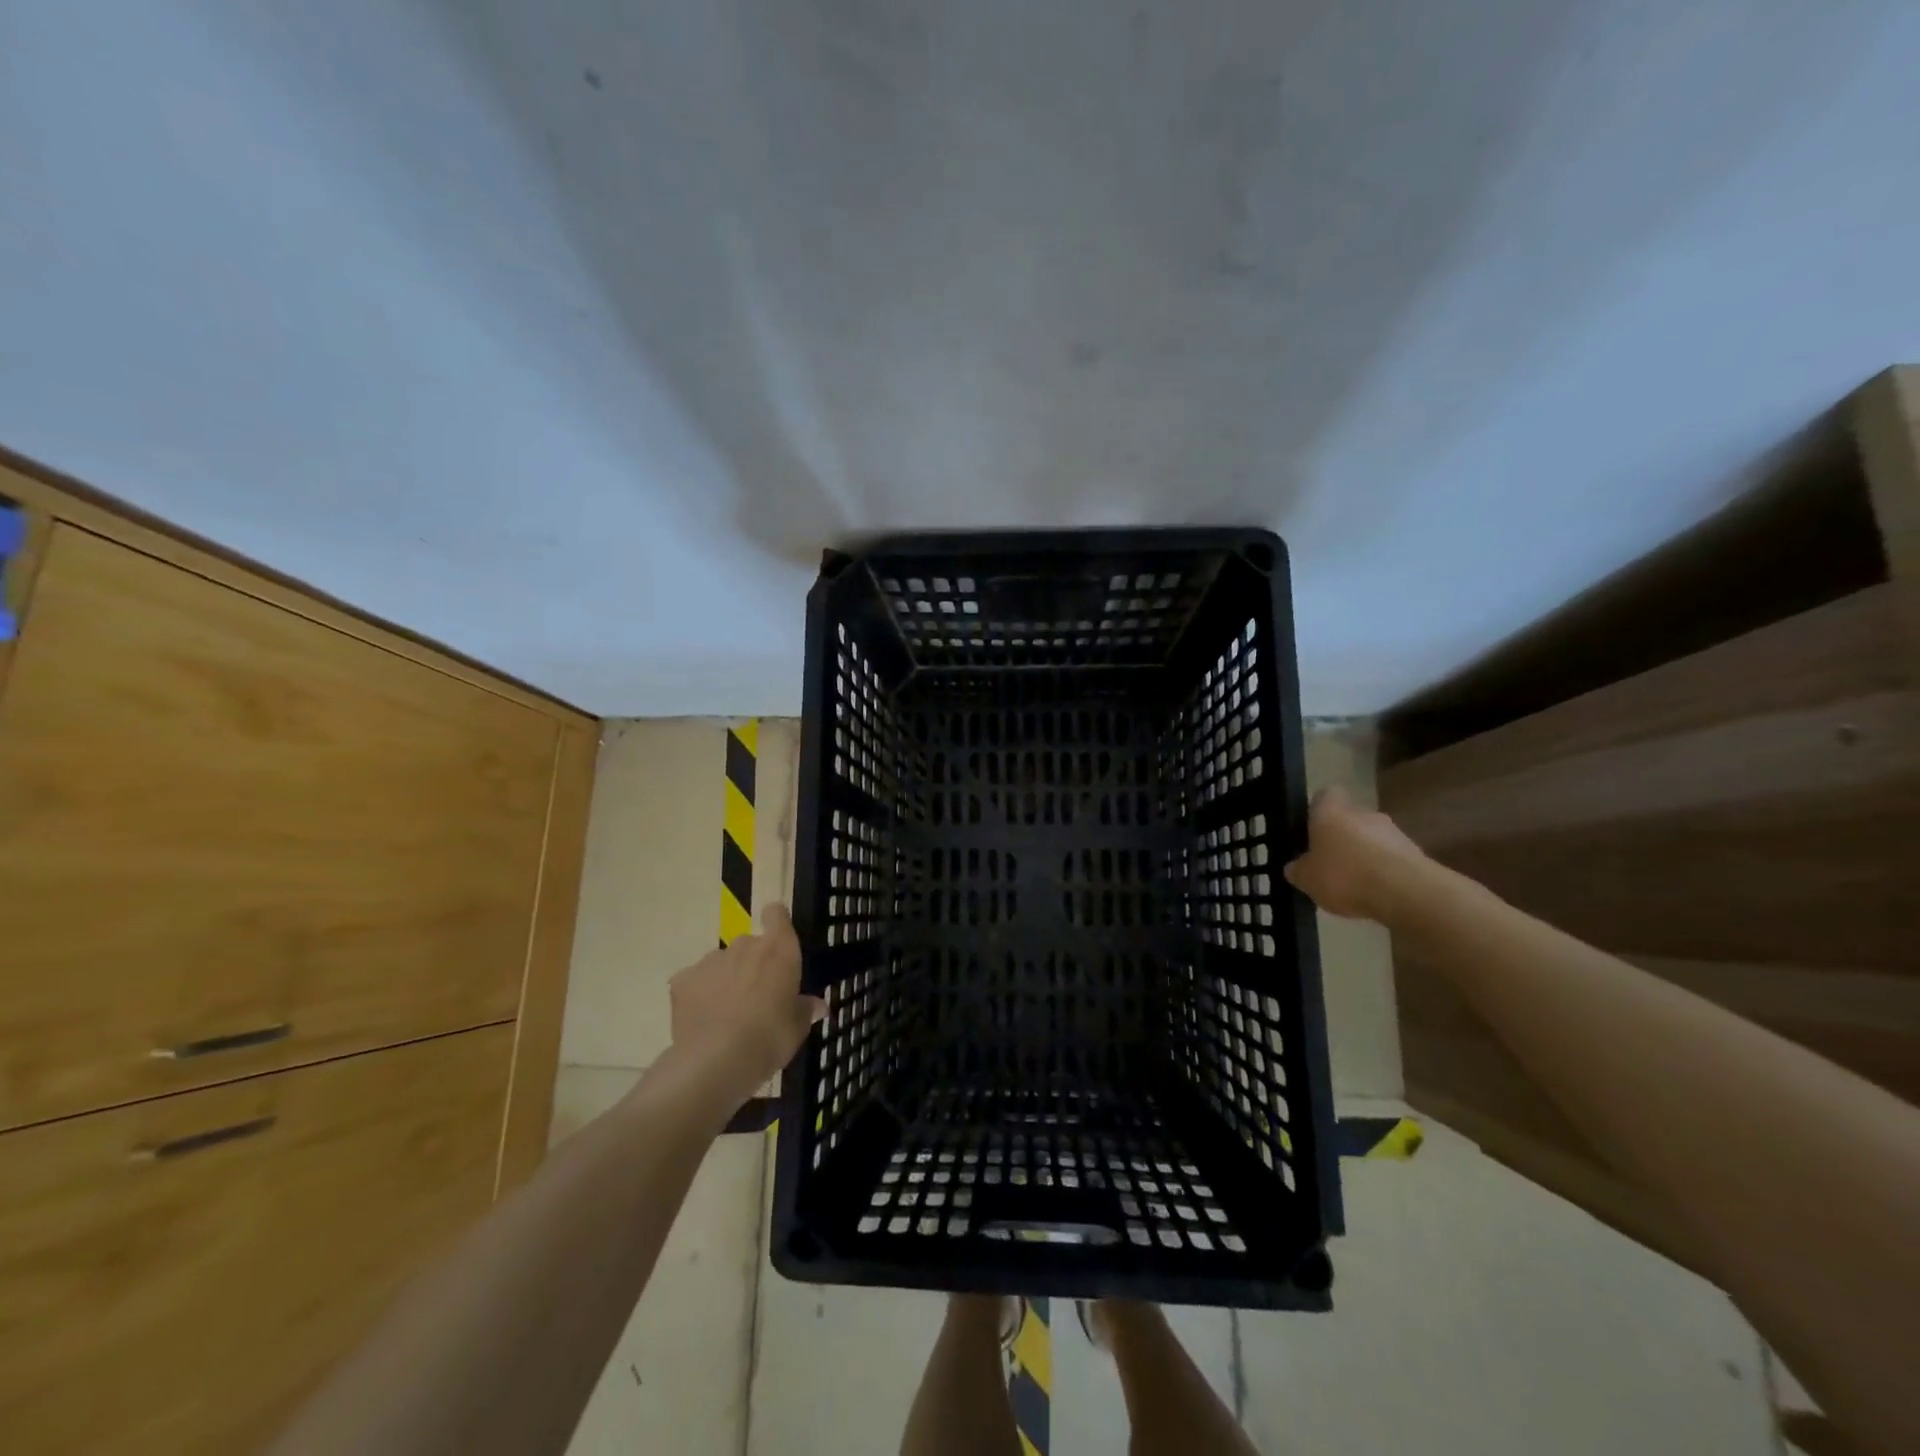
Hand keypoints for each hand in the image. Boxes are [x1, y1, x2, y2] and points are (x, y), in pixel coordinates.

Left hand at [668, 904, 822, 1097]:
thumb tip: (817, 1005)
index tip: (778, 941)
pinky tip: (703, 1020)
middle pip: (749, 944)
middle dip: (752, 963)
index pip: (776, 914)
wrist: (716, 1063)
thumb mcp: (797, 1028)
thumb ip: (806, 1009)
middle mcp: (744, 945)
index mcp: (778, 950)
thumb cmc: (770, 1039)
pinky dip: (700, 994)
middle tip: (756, 996)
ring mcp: (711, 961)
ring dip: (726, 978)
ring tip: (726, 1013)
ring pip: (722, 962)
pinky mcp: (683, 980)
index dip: (777, 923)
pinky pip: (696, 980)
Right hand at [1283, 787, 1425, 921]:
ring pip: (1371, 837)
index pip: (1324, 795)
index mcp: (1330, 811)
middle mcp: (1362, 812)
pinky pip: (1390, 857)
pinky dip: (1382, 870)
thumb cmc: (1345, 876)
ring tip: (1353, 883)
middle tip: (1329, 861)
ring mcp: (1393, 831)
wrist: (1406, 892)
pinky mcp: (1414, 852)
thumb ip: (1298, 870)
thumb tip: (1295, 867)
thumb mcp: (1306, 879)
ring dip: (1363, 854)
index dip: (1317, 810)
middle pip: (1348, 817)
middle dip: (1340, 836)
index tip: (1311, 829)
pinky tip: (1375, 892)